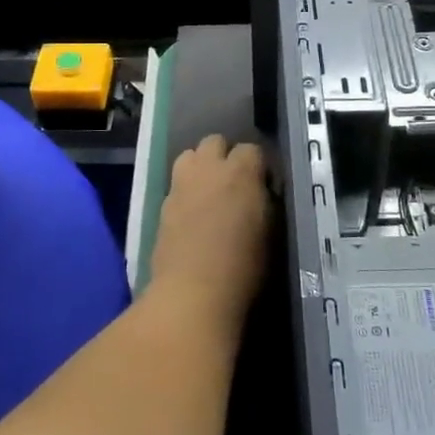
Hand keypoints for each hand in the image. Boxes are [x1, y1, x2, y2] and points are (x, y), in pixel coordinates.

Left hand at [149, 135, 271, 317]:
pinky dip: (185, 190)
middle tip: (234, 183)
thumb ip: (266, 203)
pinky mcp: (162, 204)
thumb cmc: (243, 267)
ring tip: (209, 191)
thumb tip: (262, 193)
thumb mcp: (271, 233)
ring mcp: (181, 184)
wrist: (193, 293)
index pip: (252, 149)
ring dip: (201, 166)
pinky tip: (192, 214)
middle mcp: (209, 168)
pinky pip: (176, 183)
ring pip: (189, 155)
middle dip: (225, 155)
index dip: (258, 166)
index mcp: (241, 171)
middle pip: (215, 141)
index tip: (263, 186)